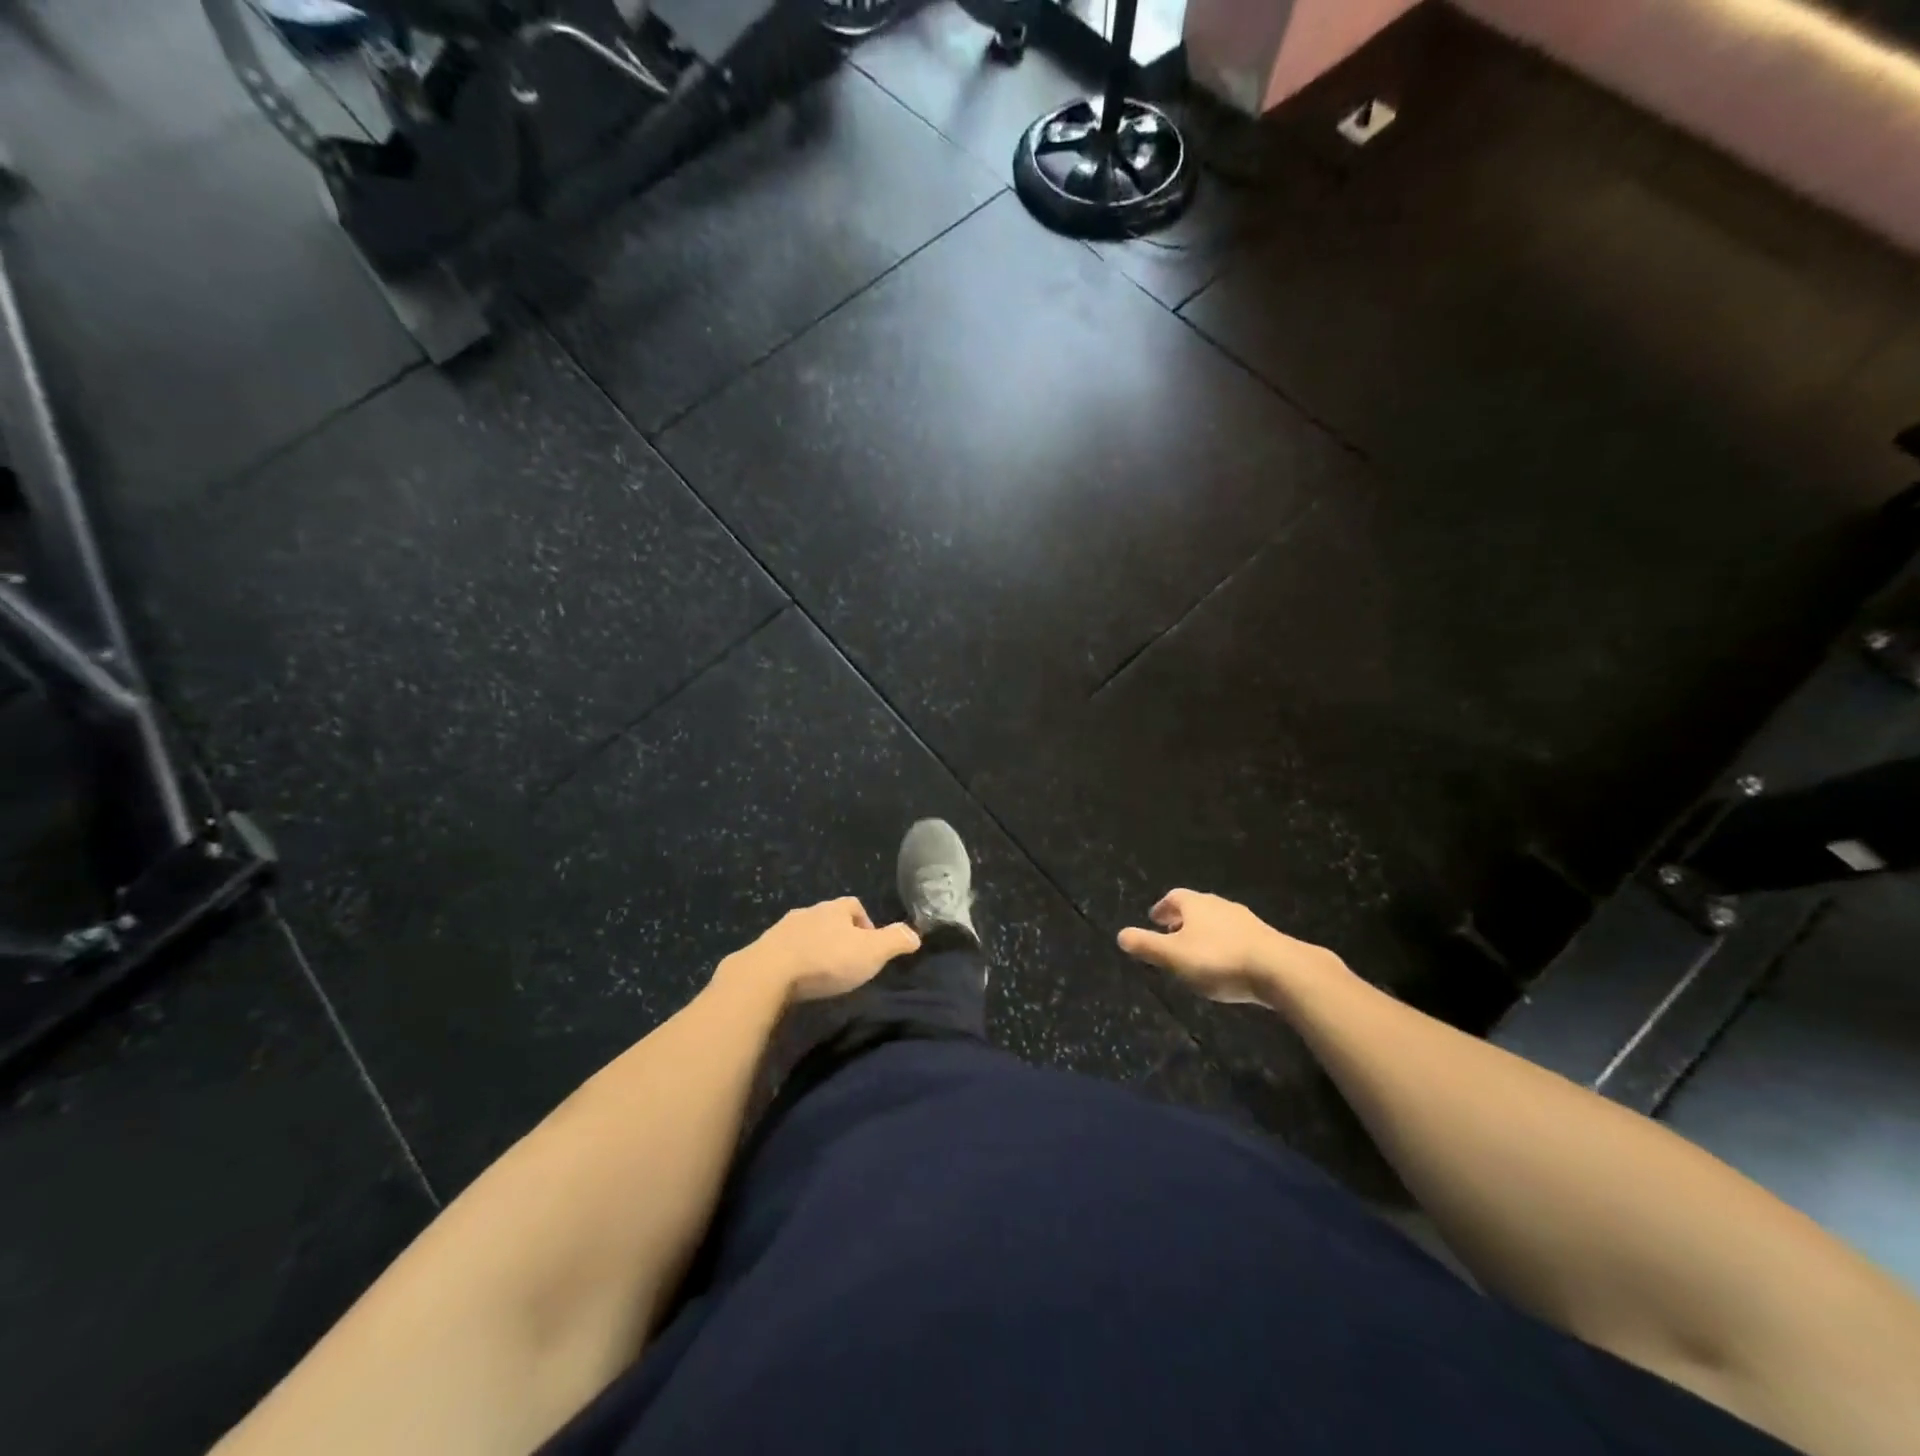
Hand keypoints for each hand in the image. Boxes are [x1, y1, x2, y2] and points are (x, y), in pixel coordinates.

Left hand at [718, 897, 920, 1004]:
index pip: (854, 905)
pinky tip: (796, 980)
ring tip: (821, 973)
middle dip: (838, 935)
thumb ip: (895, 941)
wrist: (768, 974)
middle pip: (828, 918)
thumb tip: (915, 935)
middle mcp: (808, 912)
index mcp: (834, 909)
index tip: (869, 946)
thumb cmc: (826, 960)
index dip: (865, 923)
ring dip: (814, 947)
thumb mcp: (872, 952)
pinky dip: (793, 961)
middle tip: (846, 961)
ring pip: (805, 933)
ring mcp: (782, 929)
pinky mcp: (763, 949)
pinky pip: (784, 951)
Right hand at [1118, 889, 1343, 1007]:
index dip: (1162, 908)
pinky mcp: (1266, 939)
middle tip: (1172, 935)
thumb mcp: (1174, 956)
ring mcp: (1246, 921)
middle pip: (1197, 907)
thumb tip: (1120, 935)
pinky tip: (1226, 964)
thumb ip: (1146, 945)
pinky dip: (1225, 945)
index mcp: (1196, 904)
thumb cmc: (1219, 960)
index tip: (1154, 920)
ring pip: (1218, 921)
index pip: (1174, 897)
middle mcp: (1221, 905)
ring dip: (1205, 933)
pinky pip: (1237, 937)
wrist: (1280, 970)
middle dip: (1183, 920)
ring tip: (1197, 952)